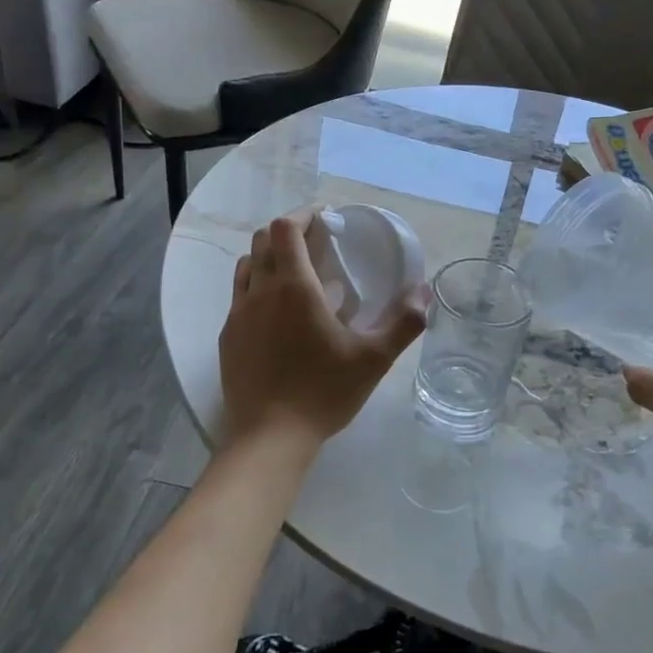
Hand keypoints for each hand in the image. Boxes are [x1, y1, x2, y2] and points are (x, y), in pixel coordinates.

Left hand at [219, 213, 429, 449]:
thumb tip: (425, 293)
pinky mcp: (227, 338)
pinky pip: (239, 297)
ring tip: (296, 274)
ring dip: (269, 259)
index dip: (303, 214)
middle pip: (262, 241)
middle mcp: (259, 292)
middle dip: (288, 232)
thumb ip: (403, 322)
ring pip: (246, 267)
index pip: (285, 229)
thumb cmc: (323, 392)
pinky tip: (278, 315)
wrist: (269, 438)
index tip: (325, 218)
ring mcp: (237, 316)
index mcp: (293, 288)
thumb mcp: (374, 359)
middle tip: (316, 244)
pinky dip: (257, 288)